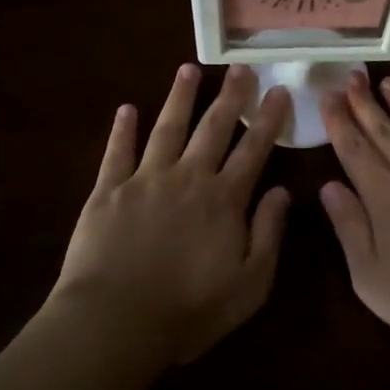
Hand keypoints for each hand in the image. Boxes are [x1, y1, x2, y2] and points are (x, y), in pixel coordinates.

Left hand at [53, 64, 291, 364]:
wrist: (116, 322)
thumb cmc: (190, 310)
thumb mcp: (250, 284)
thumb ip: (269, 234)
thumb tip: (282, 191)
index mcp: (224, 199)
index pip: (253, 149)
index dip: (268, 119)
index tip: (278, 91)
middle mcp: (188, 178)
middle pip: (213, 128)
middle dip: (230, 96)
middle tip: (240, 68)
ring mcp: (145, 180)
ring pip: (167, 129)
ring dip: (179, 98)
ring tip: (188, 69)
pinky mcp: (107, 192)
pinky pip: (117, 152)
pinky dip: (122, 129)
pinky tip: (127, 108)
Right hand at [319, 72, 389, 351]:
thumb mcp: (371, 277)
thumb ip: (349, 228)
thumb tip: (329, 186)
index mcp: (384, 196)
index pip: (354, 149)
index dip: (339, 122)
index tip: (328, 96)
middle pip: (385, 131)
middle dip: (365, 102)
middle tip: (353, 76)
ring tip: (389, 82)